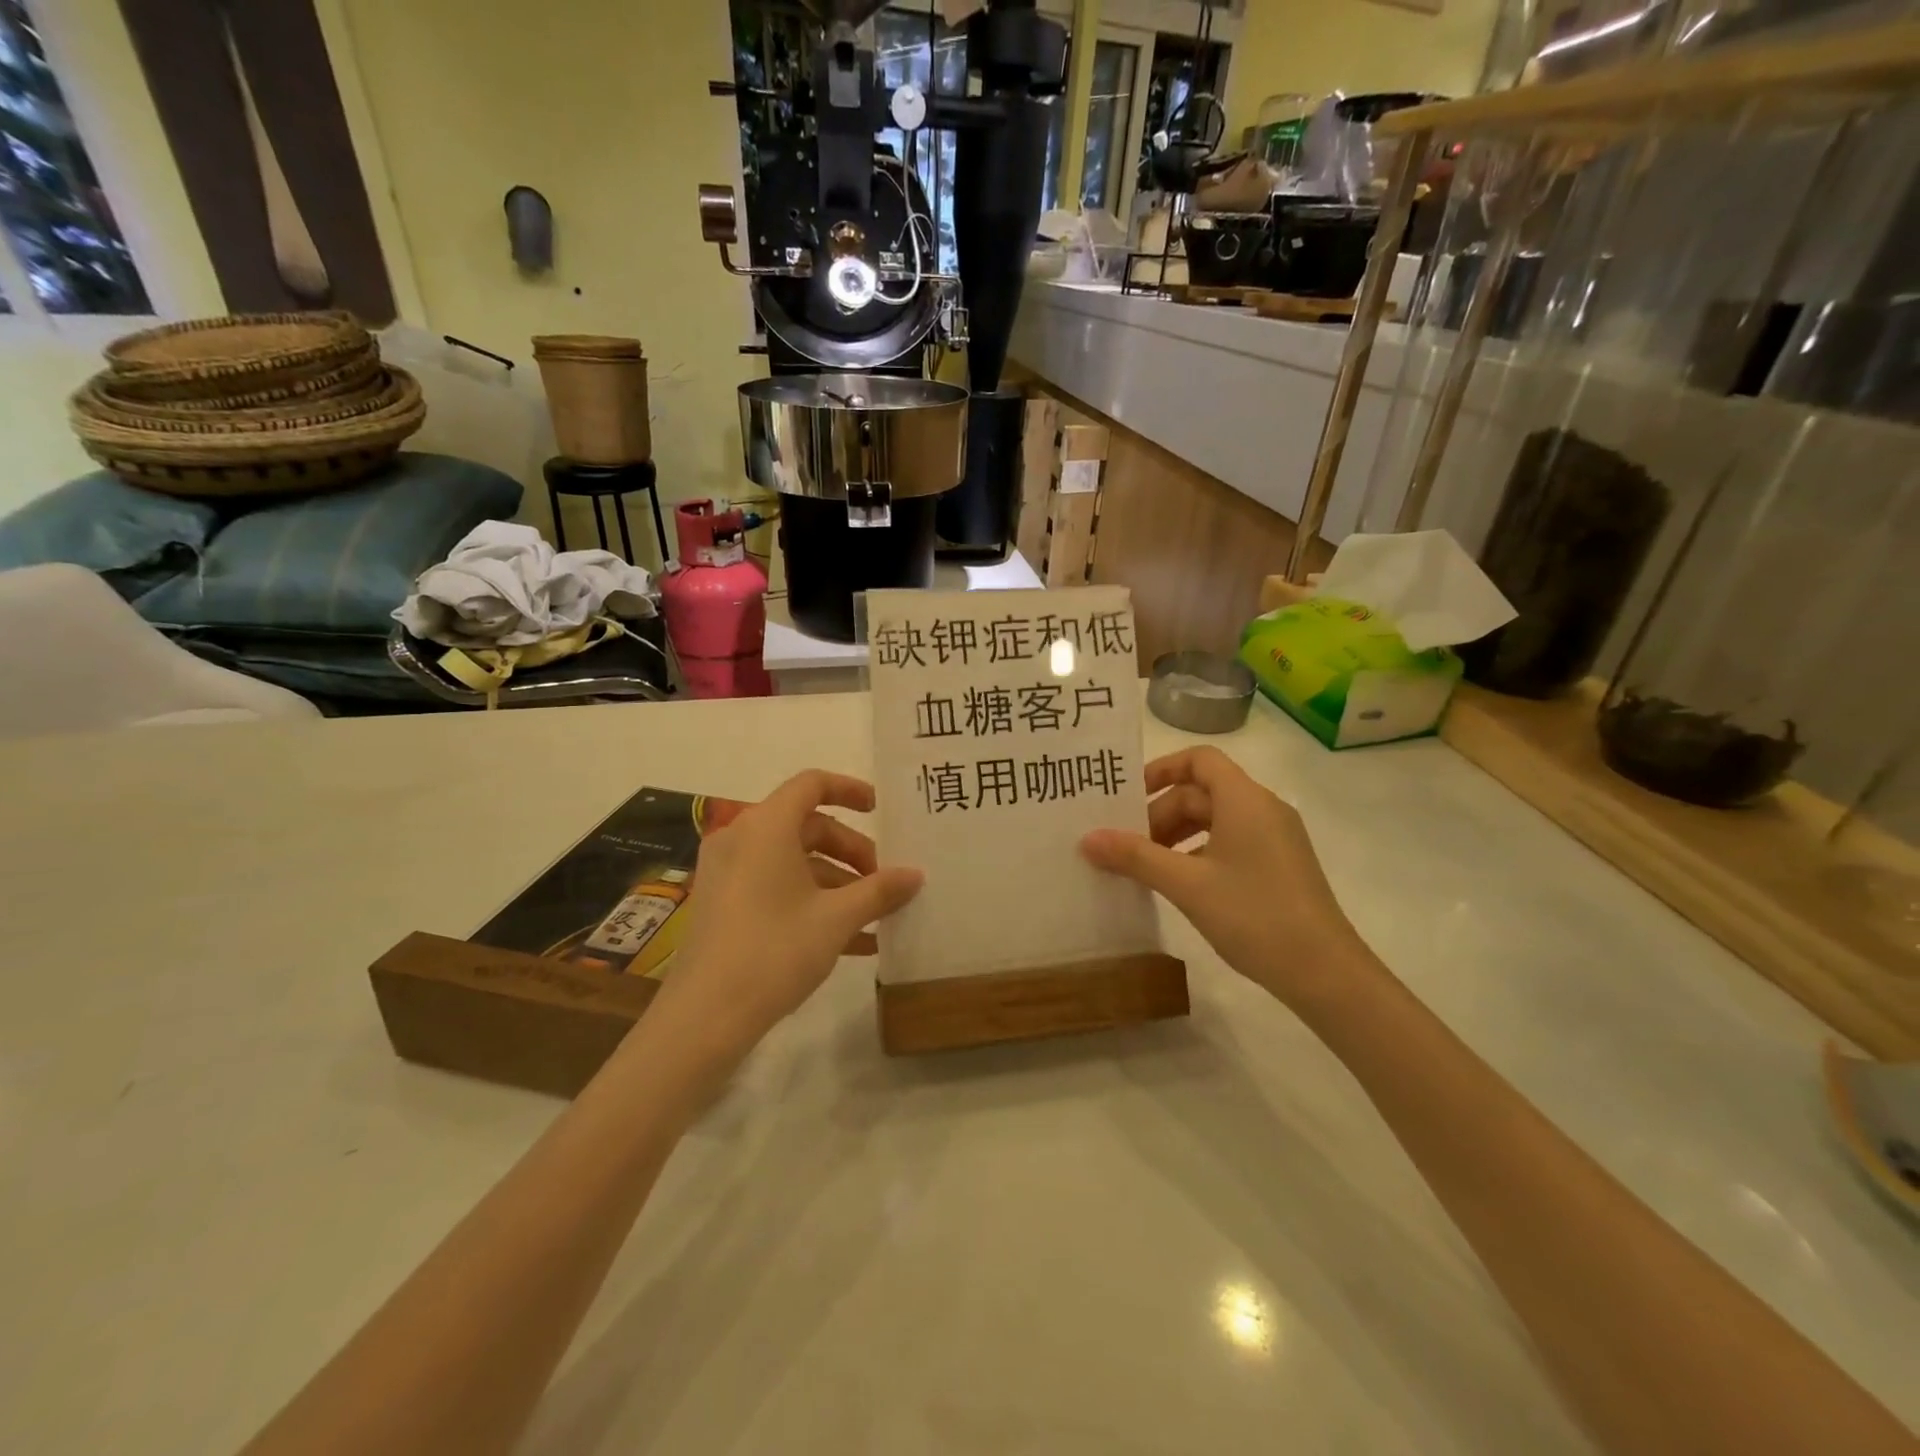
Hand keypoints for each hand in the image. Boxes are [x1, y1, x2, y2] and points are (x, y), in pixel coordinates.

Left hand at [653, 771, 922, 1057]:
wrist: (704, 1017)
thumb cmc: (775, 950)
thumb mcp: (836, 919)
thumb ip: (879, 890)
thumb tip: (916, 874)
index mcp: (766, 826)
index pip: (812, 784)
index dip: (849, 790)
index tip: (880, 810)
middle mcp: (742, 838)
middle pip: (807, 827)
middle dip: (851, 852)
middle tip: (883, 882)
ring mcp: (727, 872)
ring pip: (792, 861)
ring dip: (836, 883)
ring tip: (874, 918)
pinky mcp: (722, 904)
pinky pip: (774, 887)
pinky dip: (810, 902)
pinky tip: (849, 942)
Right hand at [1080, 747, 1374, 1007]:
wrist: (1326, 973)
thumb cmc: (1254, 915)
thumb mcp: (1186, 884)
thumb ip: (1136, 857)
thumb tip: (1087, 839)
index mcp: (1245, 800)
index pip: (1199, 760)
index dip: (1161, 770)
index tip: (1127, 797)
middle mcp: (1263, 809)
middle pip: (1202, 793)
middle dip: (1161, 814)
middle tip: (1127, 846)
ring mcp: (1275, 838)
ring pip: (1216, 820)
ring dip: (1177, 836)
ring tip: (1146, 868)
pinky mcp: (1280, 865)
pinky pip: (1231, 843)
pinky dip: (1199, 853)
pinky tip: (1179, 885)